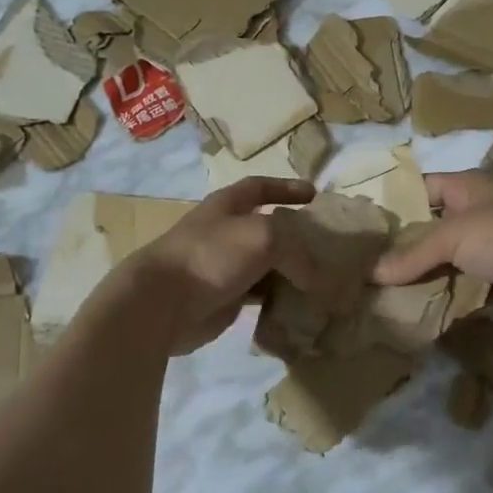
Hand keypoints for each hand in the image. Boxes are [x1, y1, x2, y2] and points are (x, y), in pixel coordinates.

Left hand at [121, 178, 323, 354]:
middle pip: (268, 228)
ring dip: (291, 270)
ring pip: (266, 264)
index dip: (286, 187)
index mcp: (228, 205)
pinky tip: (301, 304)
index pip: (260, 187)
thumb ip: (296, 249)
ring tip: (323, 278)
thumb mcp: (264, 236)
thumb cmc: (212, 255)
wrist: (163, 302)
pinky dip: (280, 297)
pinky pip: (260, 294)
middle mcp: (226, 232)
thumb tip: (314, 278)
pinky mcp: (225, 298)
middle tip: (328, 246)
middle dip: (296, 235)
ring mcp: (224, 266)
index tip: (314, 195)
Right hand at [372, 170, 492, 318]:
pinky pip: (466, 280)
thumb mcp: (451, 237)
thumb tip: (371, 274)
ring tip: (387, 288)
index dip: (397, 203)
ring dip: (426, 272)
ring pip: (450, 256)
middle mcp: (482, 209)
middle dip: (408, 244)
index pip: (423, 188)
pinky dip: (447, 290)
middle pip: (435, 225)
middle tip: (371, 263)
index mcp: (470, 185)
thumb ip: (412, 255)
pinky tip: (420, 303)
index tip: (368, 226)